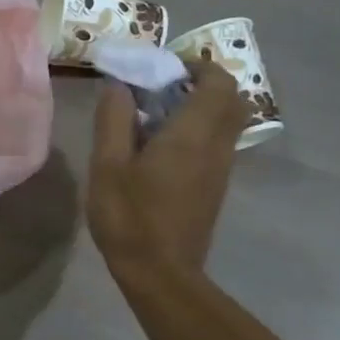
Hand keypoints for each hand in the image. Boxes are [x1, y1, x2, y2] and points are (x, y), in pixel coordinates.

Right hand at [87, 58, 250, 283]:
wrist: (161, 273)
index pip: (218, 82)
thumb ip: (113, 120)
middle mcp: (216, 146)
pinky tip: (162, 147)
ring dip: (202, 108)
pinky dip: (199, 131)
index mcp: (192, 135)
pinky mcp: (216, 187)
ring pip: (228, 122)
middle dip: (204, 84)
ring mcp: (221, 169)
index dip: (197, 66)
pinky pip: (218, 143)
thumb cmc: (129, 217)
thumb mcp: (107, 165)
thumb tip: (119, 85)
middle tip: (165, 88)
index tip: (164, 69)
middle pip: (232, 99)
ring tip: (158, 116)